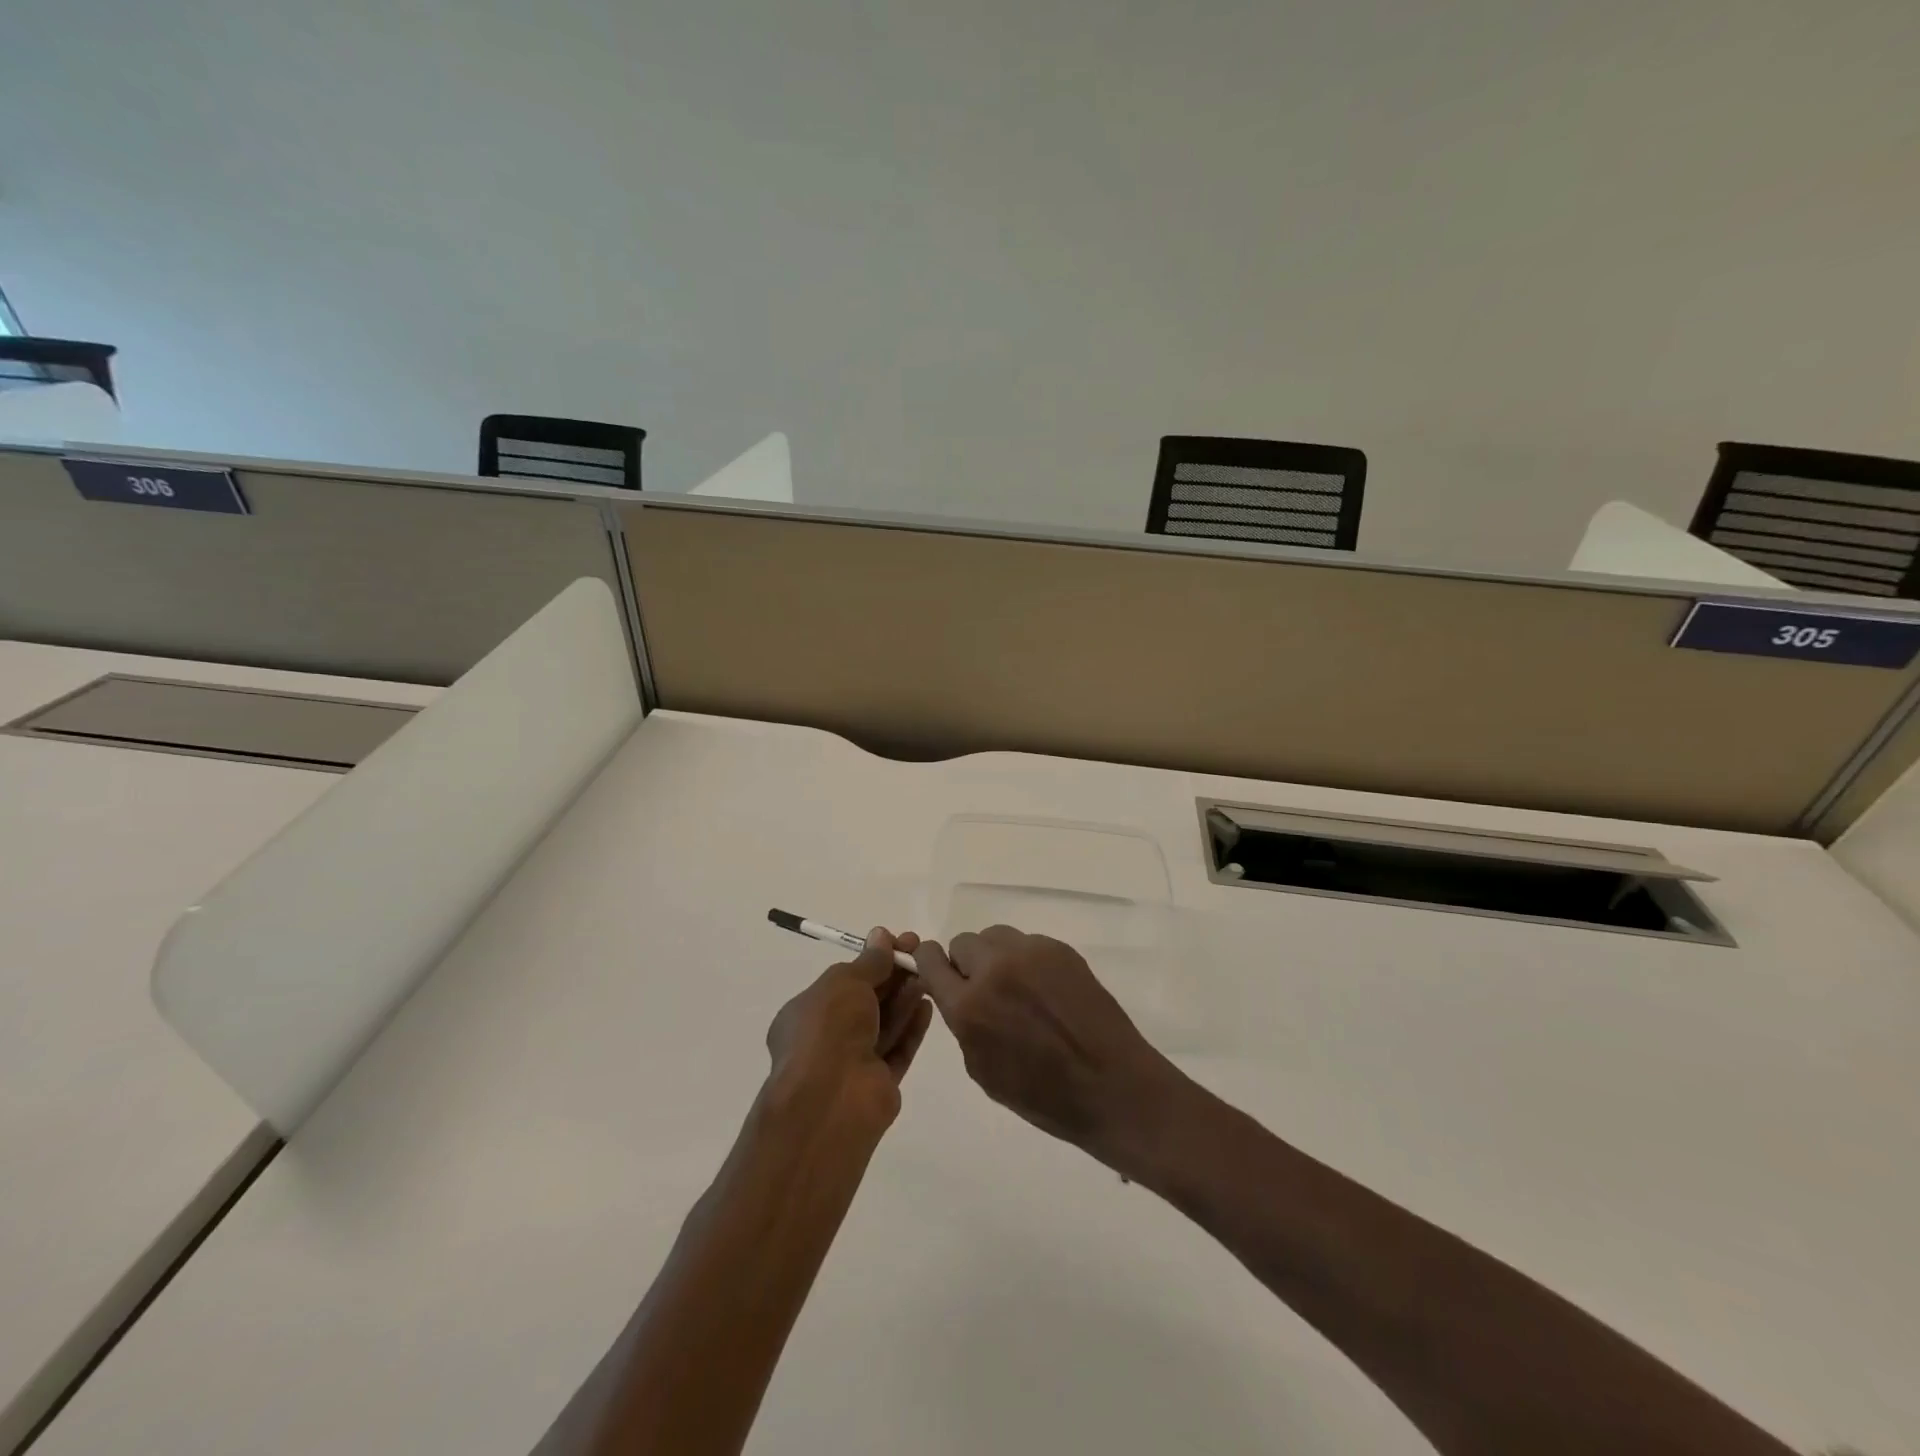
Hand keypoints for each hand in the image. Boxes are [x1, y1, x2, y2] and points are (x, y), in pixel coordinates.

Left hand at [765, 928, 933, 1133]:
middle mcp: (827, 1037)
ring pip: (884, 1023)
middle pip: (866, 1000)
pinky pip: (898, 1049)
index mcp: (806, 1013)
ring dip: (905, 997)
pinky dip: (912, 1027)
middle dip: (893, 975)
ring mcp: (853, 1062)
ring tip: (928, 974)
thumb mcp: (846, 982)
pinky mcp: (879, 1083)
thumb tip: (882, 936)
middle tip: (921, 953)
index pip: (843, 980)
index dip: (872, 959)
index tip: (899, 942)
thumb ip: (869, 961)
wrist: (833, 1099)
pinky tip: (928, 1006)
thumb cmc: (829, 1029)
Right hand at [912, 925, 1178, 1159]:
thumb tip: (959, 996)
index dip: (930, 963)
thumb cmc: (1043, 1096)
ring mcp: (1030, 953)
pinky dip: (1027, 961)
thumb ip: (963, 1025)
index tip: (937, 971)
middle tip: (987, 990)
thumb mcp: (982, 1070)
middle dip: (967, 964)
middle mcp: (994, 970)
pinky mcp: (1059, 949)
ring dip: (996, 957)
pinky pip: (1027, 943)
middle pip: (963, 942)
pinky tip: (1046, 990)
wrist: (1112, 1086)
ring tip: (1017, 988)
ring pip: (995, 936)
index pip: (931, 960)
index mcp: (969, 1007)